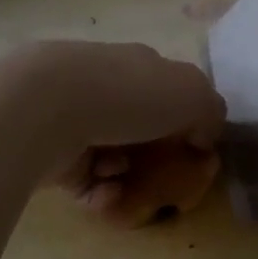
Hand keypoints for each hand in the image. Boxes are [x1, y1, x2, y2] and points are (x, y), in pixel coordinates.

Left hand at [0, 41, 225, 224]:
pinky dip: (103, 192)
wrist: (48, 108)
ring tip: (130, 185)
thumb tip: (204, 135)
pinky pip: (87, 182)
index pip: (167, 90)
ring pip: (113, 157)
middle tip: (168, 181)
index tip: (197, 152)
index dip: (186, 121)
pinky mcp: (51, 154)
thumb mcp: (192, 94)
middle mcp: (104, 87)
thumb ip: (210, 112)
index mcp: (137, 66)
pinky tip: (107, 191)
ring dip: (129, 176)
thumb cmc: (128, 95)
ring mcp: (73, 119)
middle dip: (155, 156)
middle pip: (139, 127)